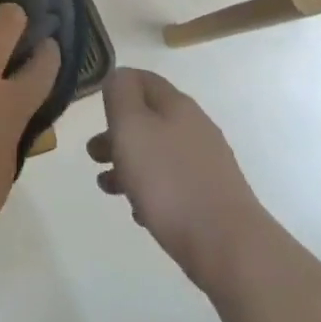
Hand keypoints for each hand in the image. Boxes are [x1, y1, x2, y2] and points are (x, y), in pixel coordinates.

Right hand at [88, 68, 268, 290]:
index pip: (143, 79)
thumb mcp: (131, 127)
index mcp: (176, 106)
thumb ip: (121, 94)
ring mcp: (206, 163)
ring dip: (128, 164)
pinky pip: (171, 183)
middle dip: (116, 133)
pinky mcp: (211, 196)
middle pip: (148, 119)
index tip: (94, 107)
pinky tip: (139, 211)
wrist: (227, 245)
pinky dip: (150, 190)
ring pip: (157, 152)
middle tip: (94, 154)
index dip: (116, 86)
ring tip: (108, 187)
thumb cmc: (168, 180)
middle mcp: (194, 128)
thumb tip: (119, 76)